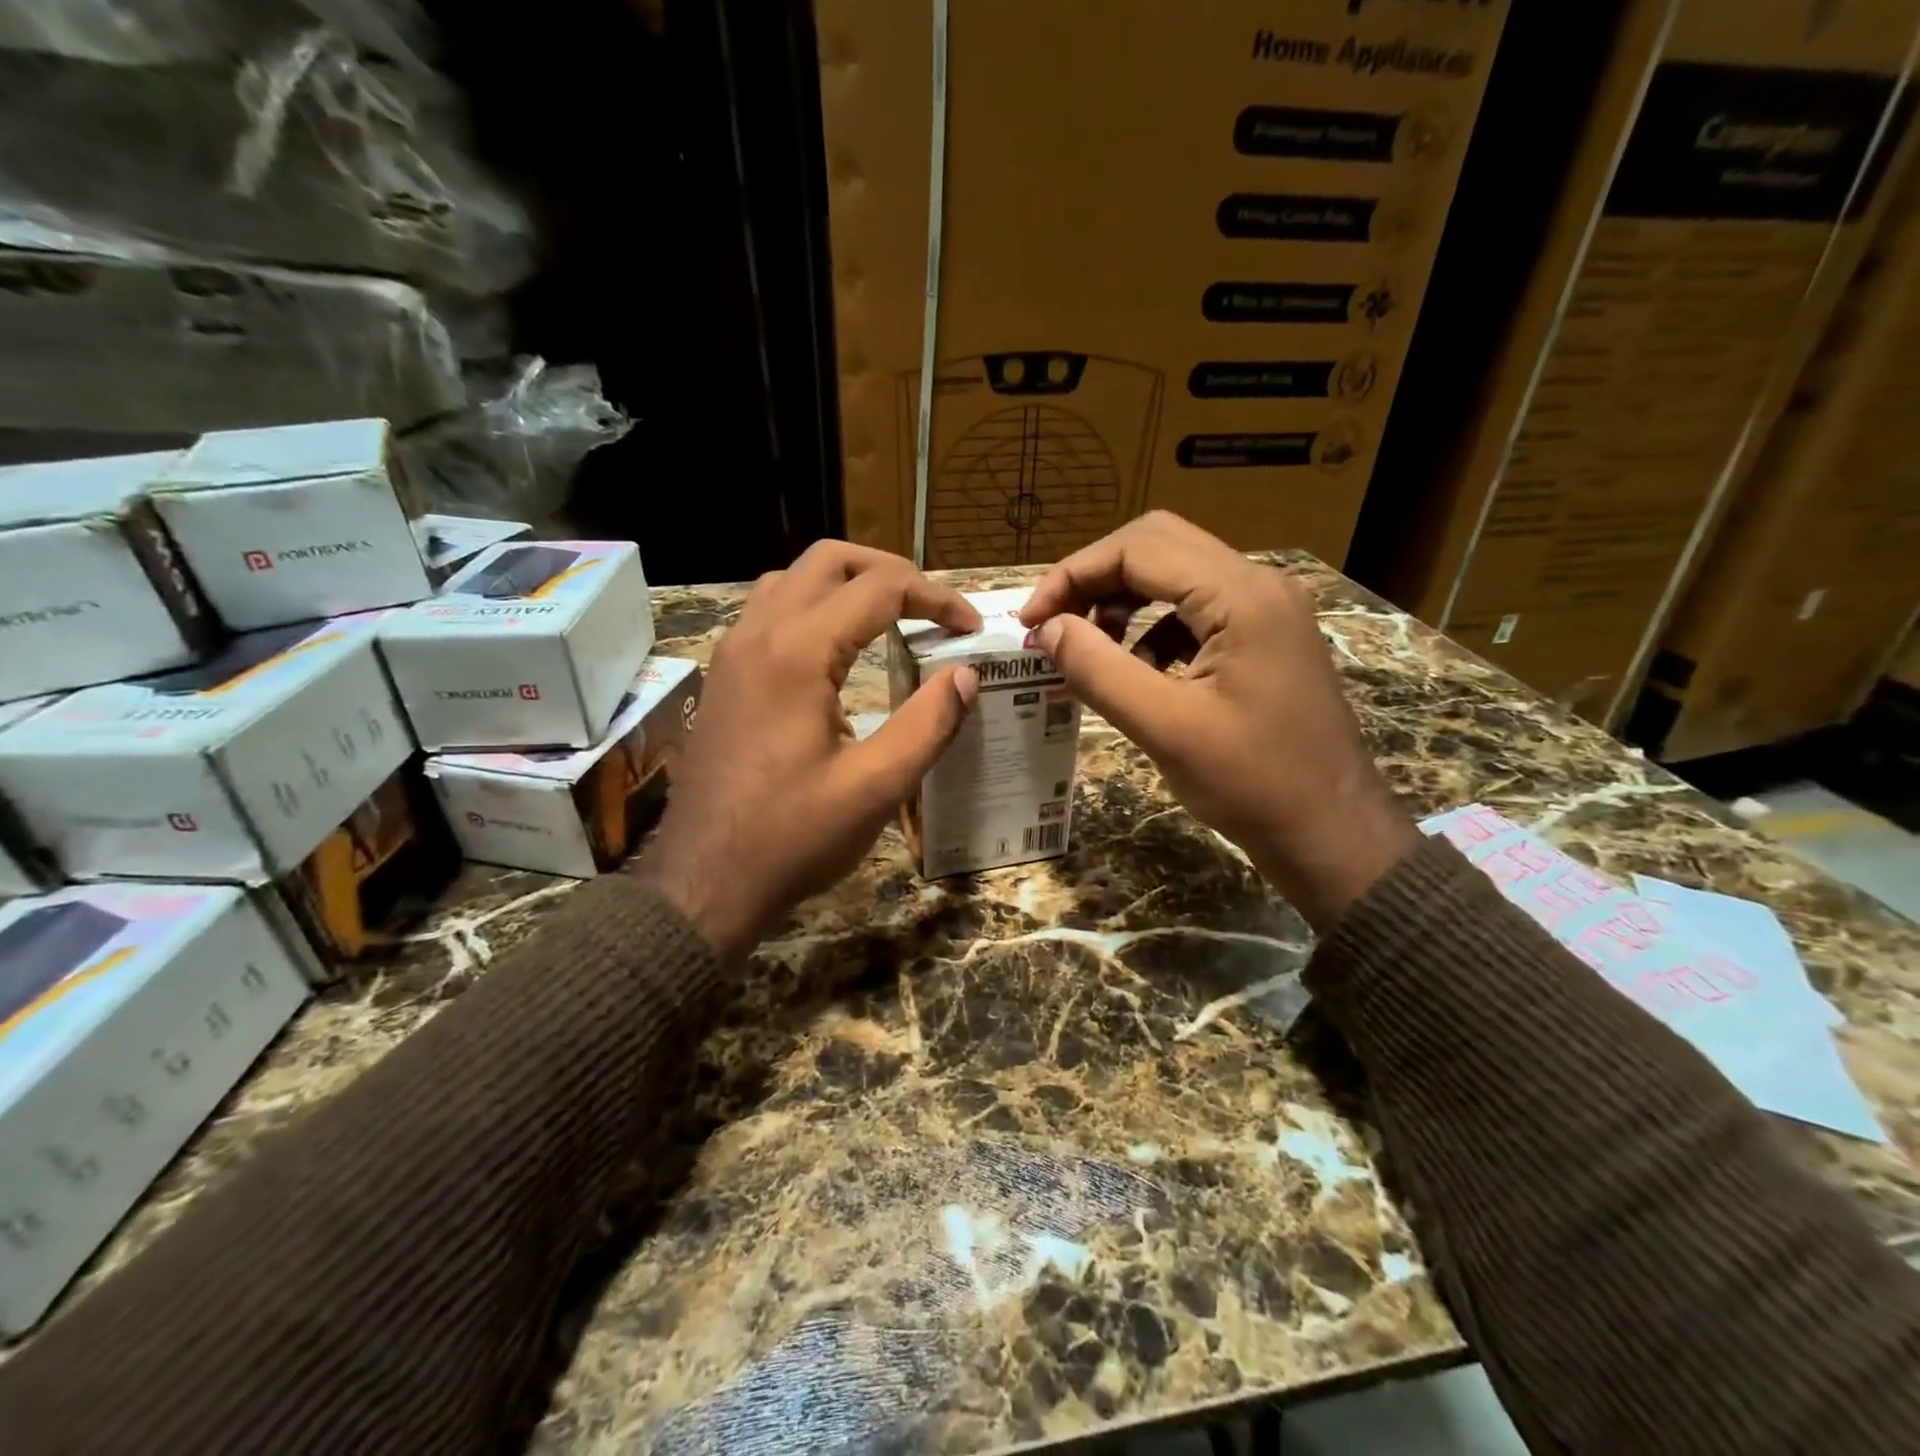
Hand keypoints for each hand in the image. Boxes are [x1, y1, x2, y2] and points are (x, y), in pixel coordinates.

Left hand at [638, 542, 980, 958]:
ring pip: (791, 579)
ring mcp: (733, 652)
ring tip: (890, 615)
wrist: (703, 881)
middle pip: (828, 560)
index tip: (970, 628)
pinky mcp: (724, 676)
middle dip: (889, 571)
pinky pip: (769, 610)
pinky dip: (813, 606)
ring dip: (845, 583)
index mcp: (797, 652)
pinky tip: (837, 648)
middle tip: (932, 606)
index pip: (879, 589)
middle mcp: (758, 633)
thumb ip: (928, 724)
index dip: (936, 598)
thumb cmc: (792, 838)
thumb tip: (965, 675)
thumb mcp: (876, 787)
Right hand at [1019, 512, 1415, 928]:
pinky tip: (1136, 670)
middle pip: (1157, 545)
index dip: (1073, 576)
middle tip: (1054, 624)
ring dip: (1122, 601)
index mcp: (1241, 596)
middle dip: (1095, 579)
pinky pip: (1194, 610)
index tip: (1030, 621)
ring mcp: (1266, 609)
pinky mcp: (1264, 636)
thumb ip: (1099, 670)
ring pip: (1175, 574)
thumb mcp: (1164, 728)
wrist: (1331, 830)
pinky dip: (1152, 628)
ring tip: (1089, 648)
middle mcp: (1257, 584)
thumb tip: (1047, 629)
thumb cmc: (1252, 783)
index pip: (1138, 548)